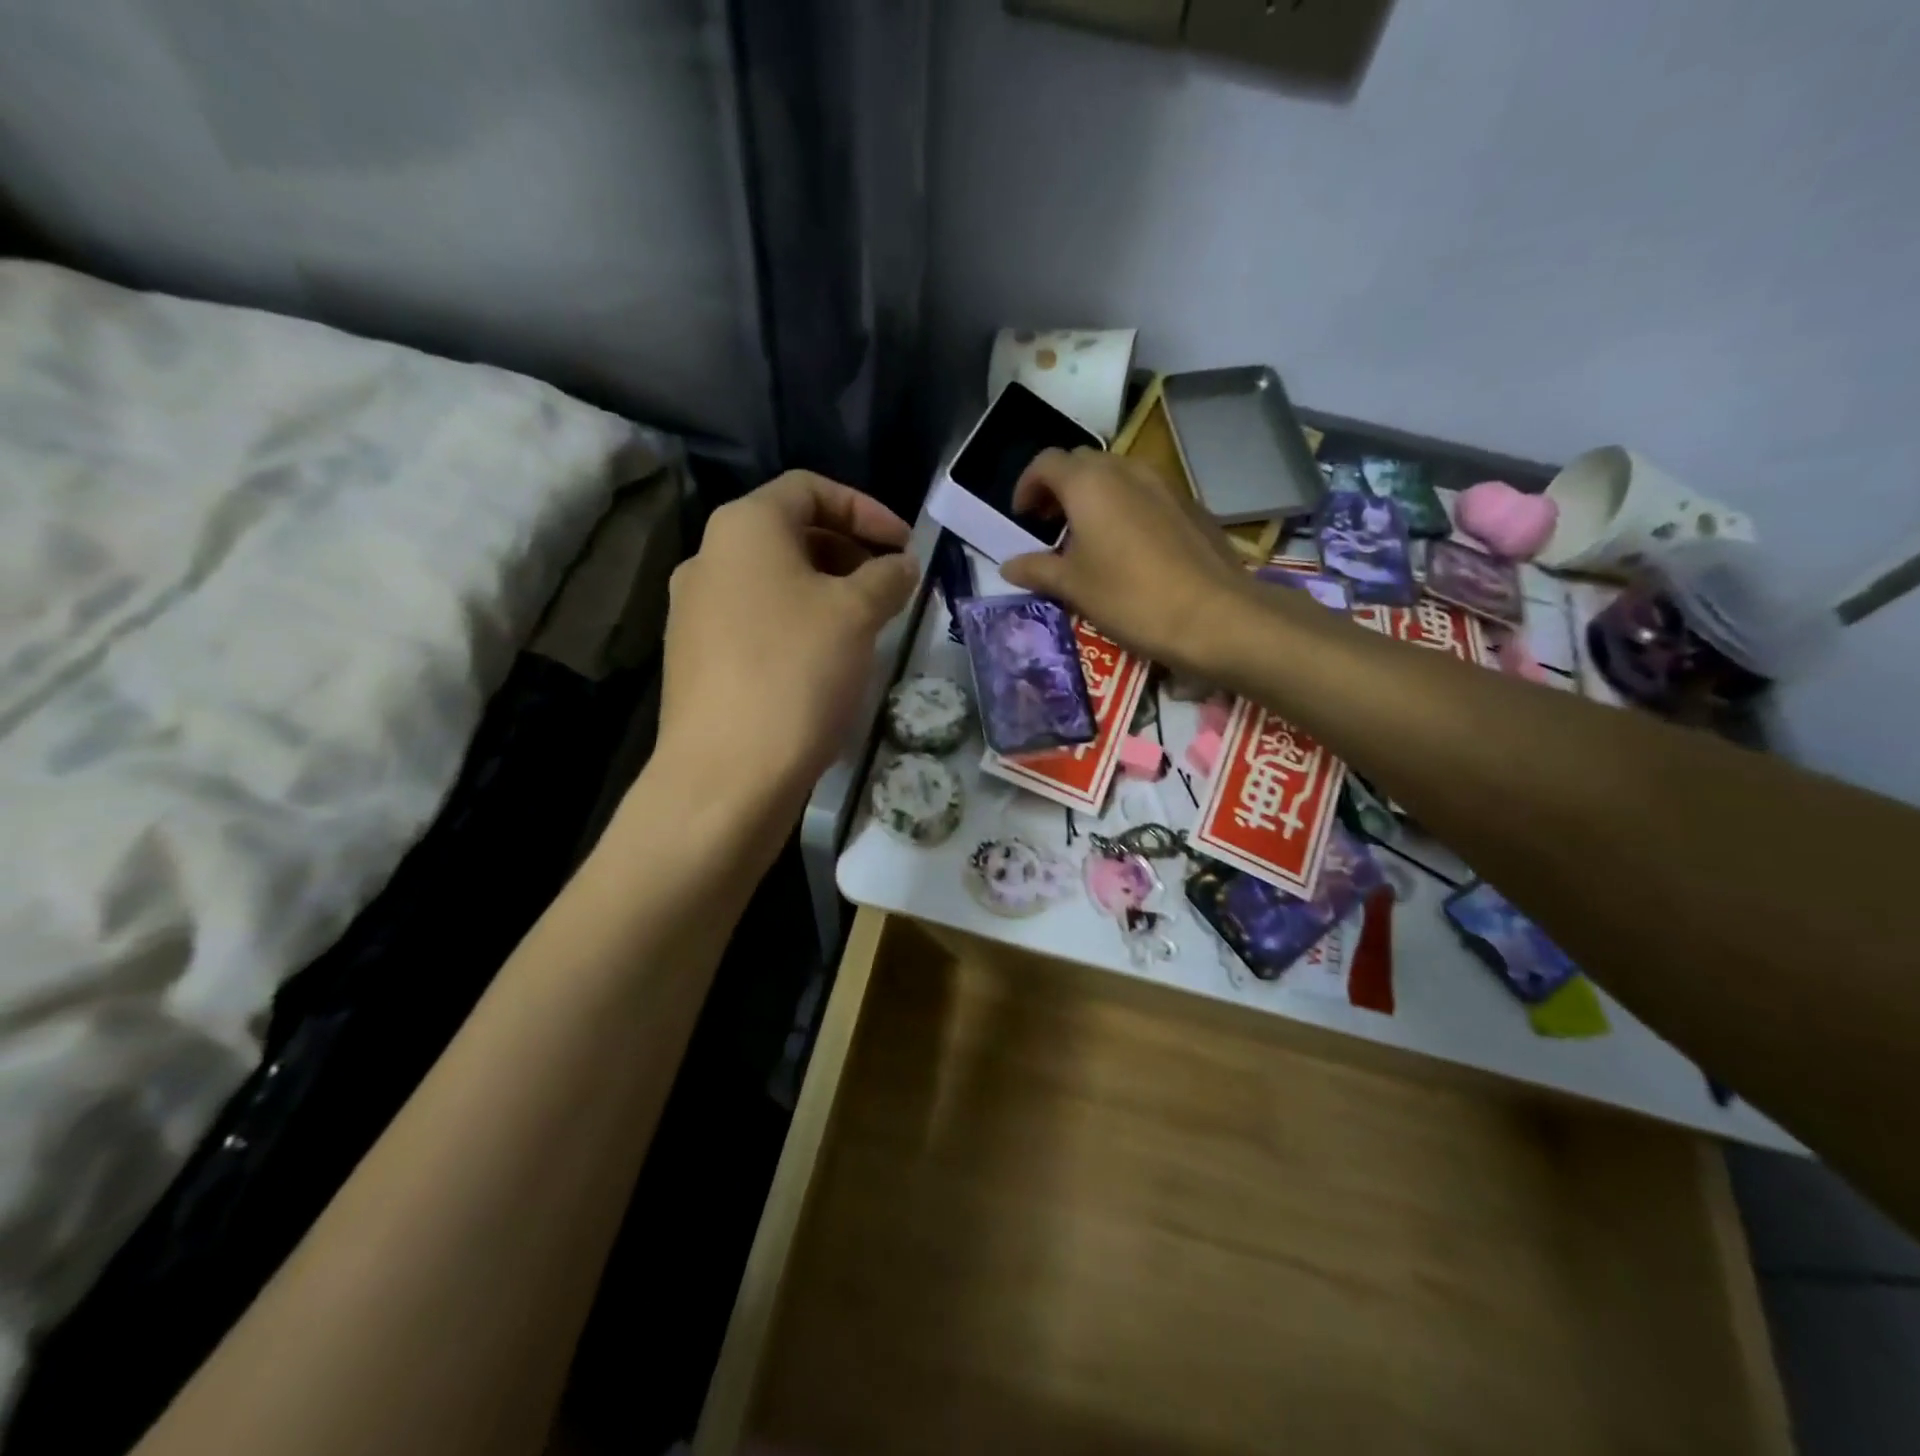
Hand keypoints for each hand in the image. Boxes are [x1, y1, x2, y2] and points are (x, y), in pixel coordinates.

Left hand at [655, 471, 916, 813]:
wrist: (725, 775)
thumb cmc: (796, 673)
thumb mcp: (857, 614)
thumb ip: (887, 576)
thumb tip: (900, 565)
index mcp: (743, 528)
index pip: (809, 488)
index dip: (865, 509)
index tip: (905, 546)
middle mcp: (708, 558)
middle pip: (790, 534)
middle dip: (849, 552)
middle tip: (890, 587)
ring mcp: (695, 611)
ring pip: (774, 582)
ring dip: (826, 592)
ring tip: (865, 628)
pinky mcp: (696, 658)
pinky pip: (756, 621)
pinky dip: (798, 625)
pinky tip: (825, 664)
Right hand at [998, 447, 1250, 675]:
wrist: (1214, 614)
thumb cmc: (1130, 596)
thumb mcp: (1073, 587)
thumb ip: (1036, 570)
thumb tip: (1008, 566)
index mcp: (1090, 483)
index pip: (1046, 463)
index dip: (1027, 485)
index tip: (1022, 517)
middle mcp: (1126, 470)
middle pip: (1082, 463)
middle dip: (1059, 488)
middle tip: (1049, 525)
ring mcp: (1164, 484)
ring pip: (1117, 476)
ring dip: (1094, 497)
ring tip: (1086, 538)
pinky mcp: (1190, 505)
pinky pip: (1145, 494)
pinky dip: (1125, 508)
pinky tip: (1128, 549)